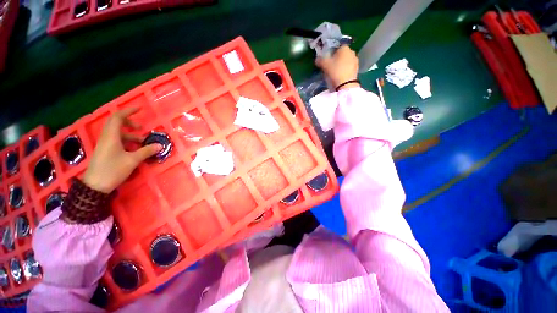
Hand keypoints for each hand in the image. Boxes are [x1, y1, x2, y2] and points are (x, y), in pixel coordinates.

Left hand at [83, 108, 162, 192]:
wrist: (95, 186)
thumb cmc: (113, 170)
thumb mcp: (132, 161)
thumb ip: (146, 151)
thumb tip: (160, 145)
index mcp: (111, 136)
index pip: (118, 117)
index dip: (128, 111)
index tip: (140, 109)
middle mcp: (107, 138)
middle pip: (117, 124)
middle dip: (130, 123)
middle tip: (142, 128)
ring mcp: (105, 145)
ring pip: (118, 134)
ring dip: (130, 135)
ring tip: (142, 142)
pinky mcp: (105, 151)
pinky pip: (117, 141)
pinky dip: (127, 142)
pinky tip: (134, 150)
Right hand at [315, 46, 359, 89]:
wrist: (346, 84)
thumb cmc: (335, 71)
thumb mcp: (325, 65)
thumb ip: (320, 60)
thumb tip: (317, 59)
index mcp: (344, 47)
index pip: (337, 47)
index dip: (331, 52)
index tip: (327, 59)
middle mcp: (352, 51)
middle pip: (342, 54)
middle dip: (337, 59)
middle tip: (330, 66)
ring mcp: (356, 61)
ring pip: (346, 61)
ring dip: (341, 65)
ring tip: (335, 72)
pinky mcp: (357, 69)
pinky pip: (349, 67)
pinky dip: (345, 70)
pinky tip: (340, 76)